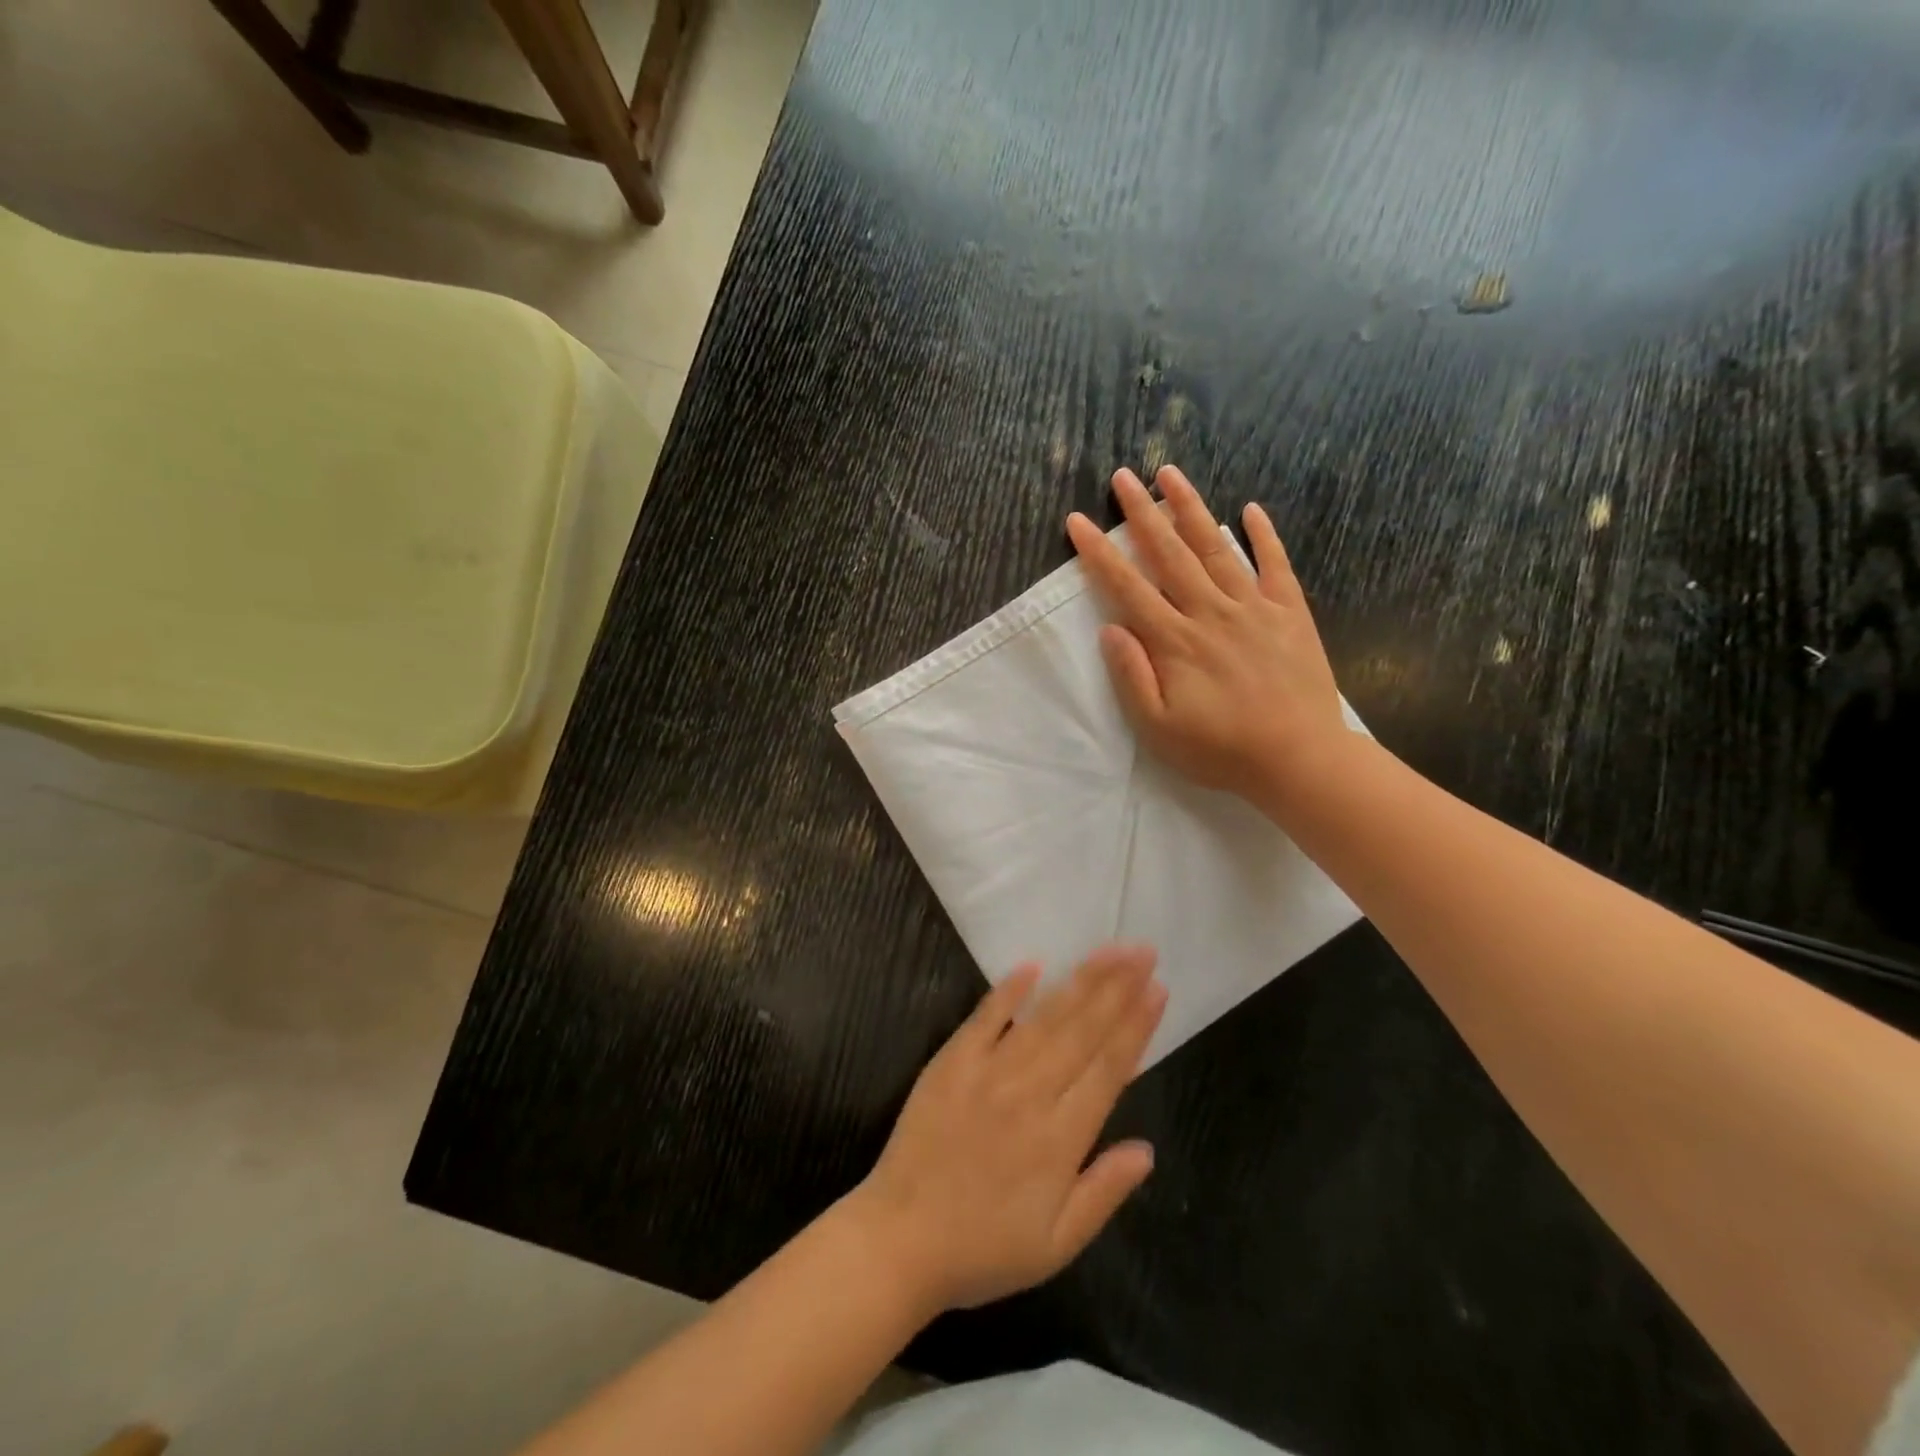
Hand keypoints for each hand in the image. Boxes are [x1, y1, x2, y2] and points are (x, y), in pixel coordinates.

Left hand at [845, 946, 1165, 1314]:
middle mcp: (1030, 1094)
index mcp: (1060, 1139)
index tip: (1157, 990)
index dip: (1136, 1027)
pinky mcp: (952, 1062)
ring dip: (1079, 981)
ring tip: (1108, 951)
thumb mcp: (1055, 1245)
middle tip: (1143, 951)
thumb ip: (1103, 1193)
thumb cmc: (983, 1249)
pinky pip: (985, 1018)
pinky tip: (1033, 965)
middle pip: (1083, 1031)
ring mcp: (988, 1072)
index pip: (1109, 1069)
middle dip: (1117, 988)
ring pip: (1044, 1018)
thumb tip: (1147, 1149)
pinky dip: (1009, 990)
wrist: (900, 1241)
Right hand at [1066, 465, 1348, 803]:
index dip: (1099, 553)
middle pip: (1169, 554)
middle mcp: (1210, 612)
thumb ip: (1131, 676)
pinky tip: (1250, 509)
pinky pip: (1275, 565)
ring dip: (1191, 509)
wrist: (1299, 759)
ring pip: (1216, 548)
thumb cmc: (1220, 750)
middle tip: (1123, 476)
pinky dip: (1263, 535)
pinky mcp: (1289, 613)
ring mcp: (1253, 607)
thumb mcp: (1158, 728)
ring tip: (1171, 474)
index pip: (1127, 587)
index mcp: (1175, 641)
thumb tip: (1110, 628)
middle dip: (1142, 513)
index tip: (1078, 521)